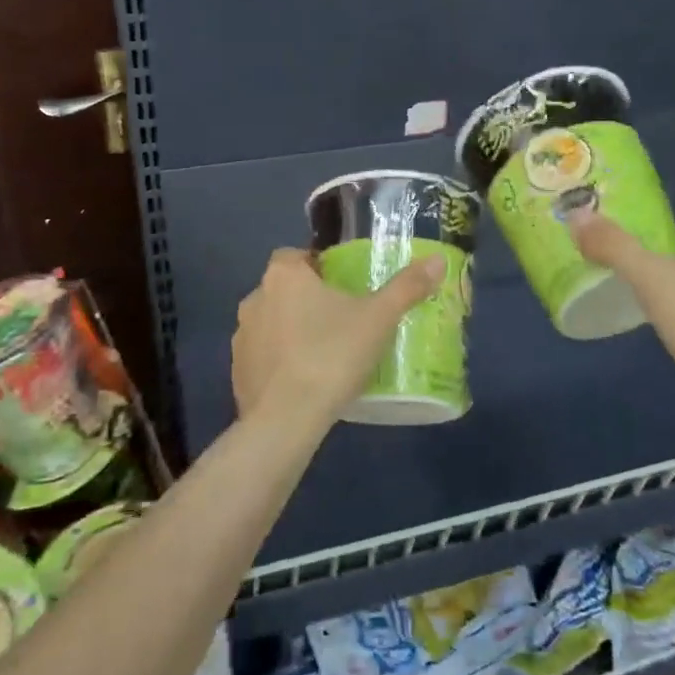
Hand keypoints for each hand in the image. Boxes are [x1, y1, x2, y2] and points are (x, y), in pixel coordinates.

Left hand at [231, 248, 445, 433]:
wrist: (287, 419)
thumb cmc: (332, 355)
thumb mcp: (378, 319)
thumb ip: (407, 287)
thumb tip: (437, 260)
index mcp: (284, 276)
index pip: (294, 255)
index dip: (316, 265)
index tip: (341, 284)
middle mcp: (255, 298)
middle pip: (283, 290)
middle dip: (306, 300)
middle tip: (341, 320)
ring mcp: (241, 338)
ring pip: (271, 324)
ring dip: (290, 332)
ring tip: (324, 354)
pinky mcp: (237, 372)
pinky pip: (261, 358)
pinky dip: (279, 364)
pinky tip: (304, 383)